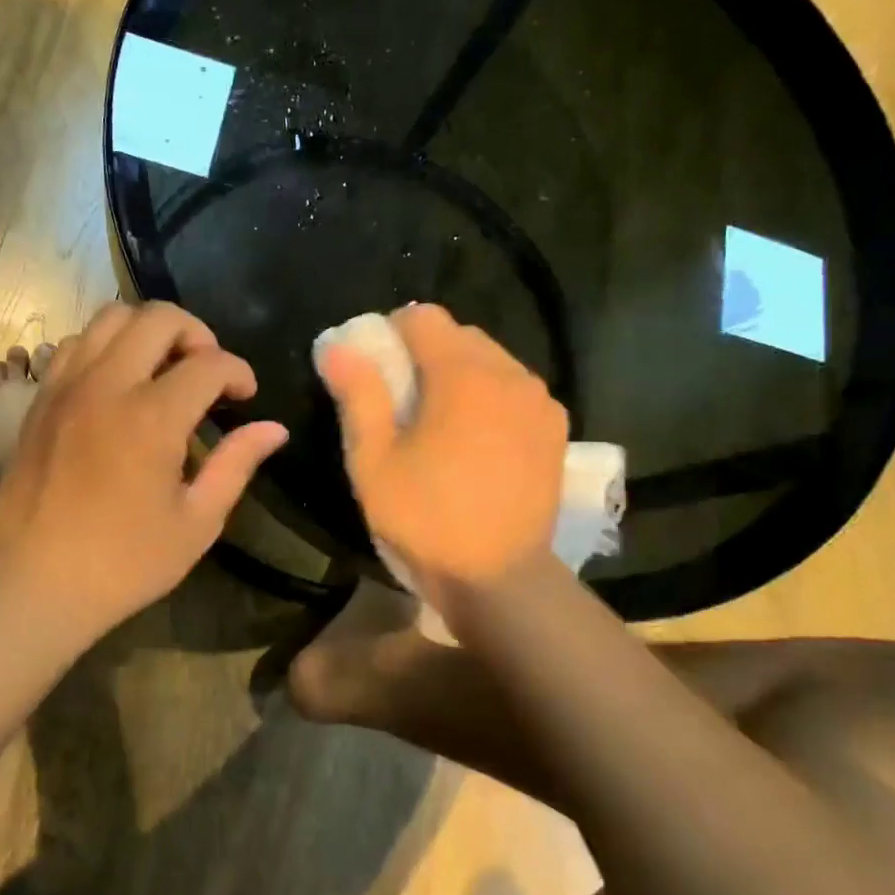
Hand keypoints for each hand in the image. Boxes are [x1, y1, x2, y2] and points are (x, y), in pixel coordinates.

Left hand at [0, 301, 287, 638]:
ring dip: (148, 331)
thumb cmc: (125, 562)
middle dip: (197, 334)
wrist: (36, 584)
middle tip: (208, 372)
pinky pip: (75, 344)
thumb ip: (236, 464)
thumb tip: (274, 429)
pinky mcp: (41, 399)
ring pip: (110, 318)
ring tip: (164, 368)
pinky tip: (119, 383)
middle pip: (157, 318)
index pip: (209, 364)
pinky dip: (105, 347)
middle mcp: (107, 386)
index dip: (238, 372)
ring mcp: (67, 387)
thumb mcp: (197, 522)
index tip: (246, 397)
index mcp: (152, 418)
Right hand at [319, 304, 566, 593]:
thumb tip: (339, 347)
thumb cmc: (426, 518)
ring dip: (462, 374)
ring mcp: (539, 400)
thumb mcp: (373, 461)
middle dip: (427, 354)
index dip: (392, 334)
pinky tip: (479, 439)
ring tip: (443, 422)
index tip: (378, 371)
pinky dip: (492, 396)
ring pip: (491, 360)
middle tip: (404, 400)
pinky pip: (516, 388)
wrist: (499, 577)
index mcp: (462, 375)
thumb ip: (358, 395)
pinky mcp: (556, 427)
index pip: (423, 318)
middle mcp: (509, 373)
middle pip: (460, 335)